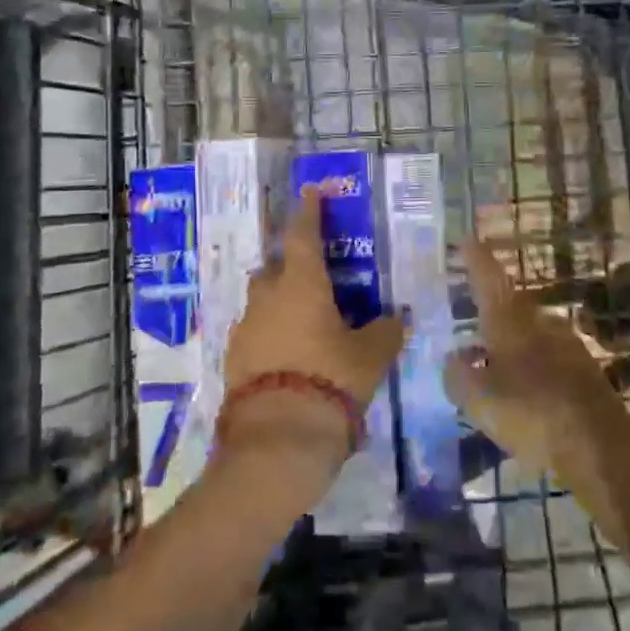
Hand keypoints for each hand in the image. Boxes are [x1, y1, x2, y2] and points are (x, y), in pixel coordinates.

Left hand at [221, 189, 405, 467]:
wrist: (276, 440)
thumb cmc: (330, 381)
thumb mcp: (370, 357)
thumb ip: (385, 332)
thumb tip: (395, 319)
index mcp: (302, 284)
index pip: (304, 235)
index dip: (309, 211)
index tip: (310, 190)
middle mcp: (268, 297)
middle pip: (276, 267)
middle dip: (291, 265)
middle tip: (314, 276)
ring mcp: (245, 328)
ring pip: (262, 301)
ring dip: (280, 303)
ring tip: (305, 324)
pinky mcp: (233, 359)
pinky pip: (255, 333)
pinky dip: (271, 335)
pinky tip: (289, 357)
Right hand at [444, 237, 624, 479]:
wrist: (599, 443)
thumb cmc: (531, 413)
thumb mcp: (479, 401)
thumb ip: (459, 377)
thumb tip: (454, 359)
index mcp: (509, 322)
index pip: (488, 280)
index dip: (477, 259)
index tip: (468, 238)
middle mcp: (539, 323)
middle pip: (512, 304)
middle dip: (494, 306)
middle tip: (475, 313)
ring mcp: (566, 344)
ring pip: (531, 331)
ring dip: (513, 339)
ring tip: (495, 357)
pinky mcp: (584, 369)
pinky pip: (548, 356)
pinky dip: (532, 363)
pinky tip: (525, 385)